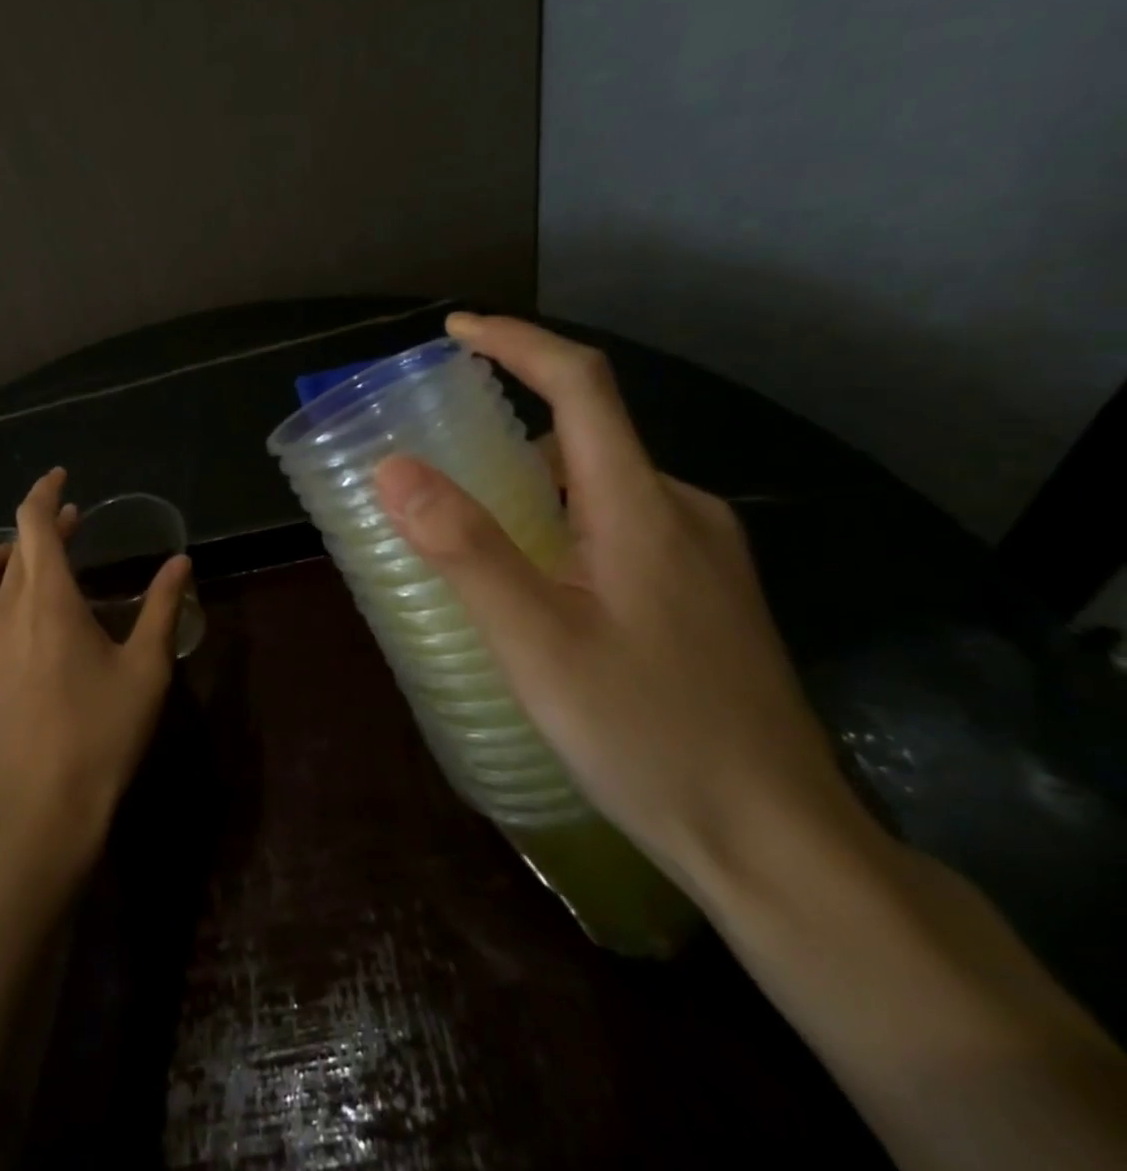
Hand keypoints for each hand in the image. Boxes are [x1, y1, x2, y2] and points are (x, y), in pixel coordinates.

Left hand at [0, 468, 192, 873]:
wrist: (46, 806)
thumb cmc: (103, 734)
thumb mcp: (146, 667)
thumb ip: (162, 606)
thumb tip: (180, 561)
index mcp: (49, 599)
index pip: (34, 523)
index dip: (44, 492)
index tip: (61, 478)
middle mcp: (3, 609)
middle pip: (11, 546)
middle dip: (40, 526)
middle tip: (71, 528)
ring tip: (23, 562)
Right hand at [373, 315, 874, 903]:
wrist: (777, 842)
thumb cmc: (646, 734)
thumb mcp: (534, 640)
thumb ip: (464, 547)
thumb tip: (393, 467)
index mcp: (642, 506)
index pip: (582, 384)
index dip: (517, 342)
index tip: (455, 329)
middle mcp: (683, 511)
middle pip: (589, 434)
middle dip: (511, 424)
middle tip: (440, 460)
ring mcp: (704, 556)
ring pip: (604, 486)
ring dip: (535, 483)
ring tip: (473, 529)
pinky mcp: (707, 595)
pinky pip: (623, 527)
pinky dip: (565, 523)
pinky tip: (538, 583)